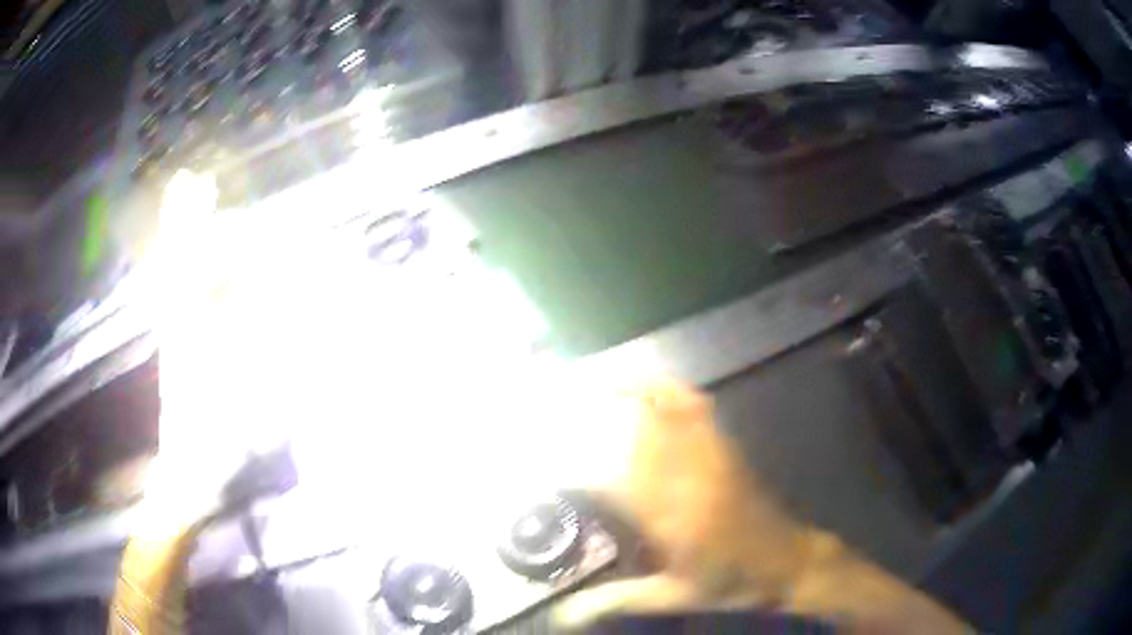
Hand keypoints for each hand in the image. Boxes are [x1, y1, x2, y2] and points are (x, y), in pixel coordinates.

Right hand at [555, 381, 971, 634]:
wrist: (787, 561)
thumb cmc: (729, 584)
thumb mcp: (671, 598)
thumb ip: (615, 601)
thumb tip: (561, 615)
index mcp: (672, 517)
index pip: (608, 478)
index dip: (567, 464)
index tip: (535, 458)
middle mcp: (687, 476)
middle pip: (626, 435)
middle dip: (580, 420)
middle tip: (542, 411)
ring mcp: (709, 454)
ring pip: (657, 411)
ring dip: (616, 393)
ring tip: (579, 384)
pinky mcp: (724, 445)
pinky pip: (692, 403)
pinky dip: (662, 385)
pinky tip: (640, 379)